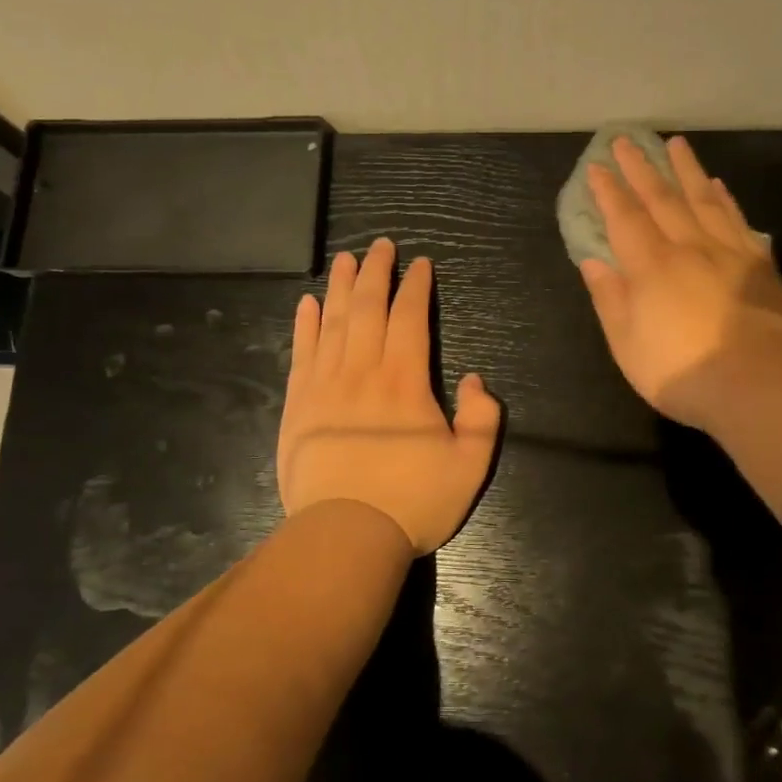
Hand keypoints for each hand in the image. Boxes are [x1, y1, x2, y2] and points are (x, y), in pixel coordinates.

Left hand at [278, 239, 501, 554]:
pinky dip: (305, 324)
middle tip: (381, 245)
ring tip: (346, 259)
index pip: (409, 317)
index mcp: (405, 380)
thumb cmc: (413, 502)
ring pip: (333, 321)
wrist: (345, 536)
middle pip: (368, 307)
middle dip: (377, 272)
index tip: (420, 264)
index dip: (415, 286)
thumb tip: (475, 379)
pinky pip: (301, 351)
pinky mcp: (298, 403)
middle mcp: (362, 370)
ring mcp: (324, 384)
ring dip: (341, 286)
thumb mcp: (470, 466)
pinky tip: (308, 303)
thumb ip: (483, 418)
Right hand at [580, 135, 781, 429]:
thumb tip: (594, 262)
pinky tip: (719, 186)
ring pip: (704, 199)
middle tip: (627, 140)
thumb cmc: (681, 371)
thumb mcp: (628, 344)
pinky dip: (725, 199)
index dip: (609, 192)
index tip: (597, 166)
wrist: (759, 383)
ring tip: (676, 144)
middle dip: (641, 168)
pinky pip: (738, 221)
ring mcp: (728, 253)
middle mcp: (688, 248)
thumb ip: (610, 299)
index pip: (625, 219)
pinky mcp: (760, 266)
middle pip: (662, 199)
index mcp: (651, 267)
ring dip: (686, 170)